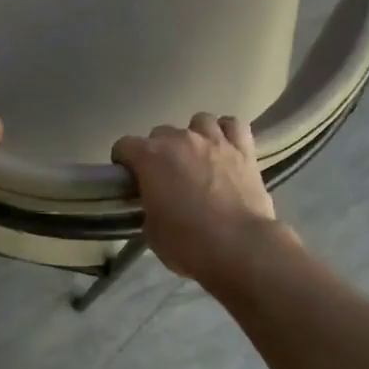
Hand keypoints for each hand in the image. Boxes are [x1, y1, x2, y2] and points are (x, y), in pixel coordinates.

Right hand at [112, 114, 294, 284]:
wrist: (239, 247)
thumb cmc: (188, 243)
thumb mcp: (152, 230)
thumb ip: (149, 205)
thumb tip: (156, 202)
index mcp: (151, 157)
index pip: (125, 146)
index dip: (124, 162)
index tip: (130, 179)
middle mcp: (181, 139)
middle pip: (160, 133)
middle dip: (158, 152)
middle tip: (164, 177)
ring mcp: (214, 141)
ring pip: (199, 121)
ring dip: (193, 136)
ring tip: (196, 158)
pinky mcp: (244, 149)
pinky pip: (233, 125)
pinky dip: (226, 132)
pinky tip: (224, 147)